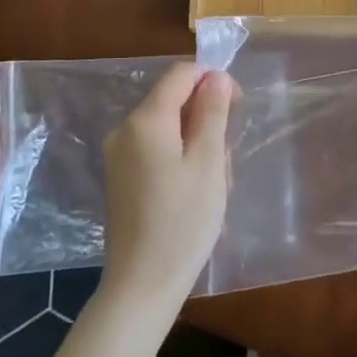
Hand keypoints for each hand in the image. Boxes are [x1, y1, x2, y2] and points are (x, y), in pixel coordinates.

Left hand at [100, 61, 234, 306]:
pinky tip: (195, 189)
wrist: (143, 283)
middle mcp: (125, 129)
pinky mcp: (121, 175)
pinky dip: (180, 156)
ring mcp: (119, 154)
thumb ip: (213, 113)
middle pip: (173, 99)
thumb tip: (217, 76)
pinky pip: (156, 147)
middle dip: (206, 116)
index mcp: (146, 120)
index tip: (237, 105)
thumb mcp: (209, 162)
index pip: (180, 74)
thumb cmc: (184, 221)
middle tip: (227, 155)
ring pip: (168, 126)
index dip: (212, 79)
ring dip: (197, 140)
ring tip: (215, 181)